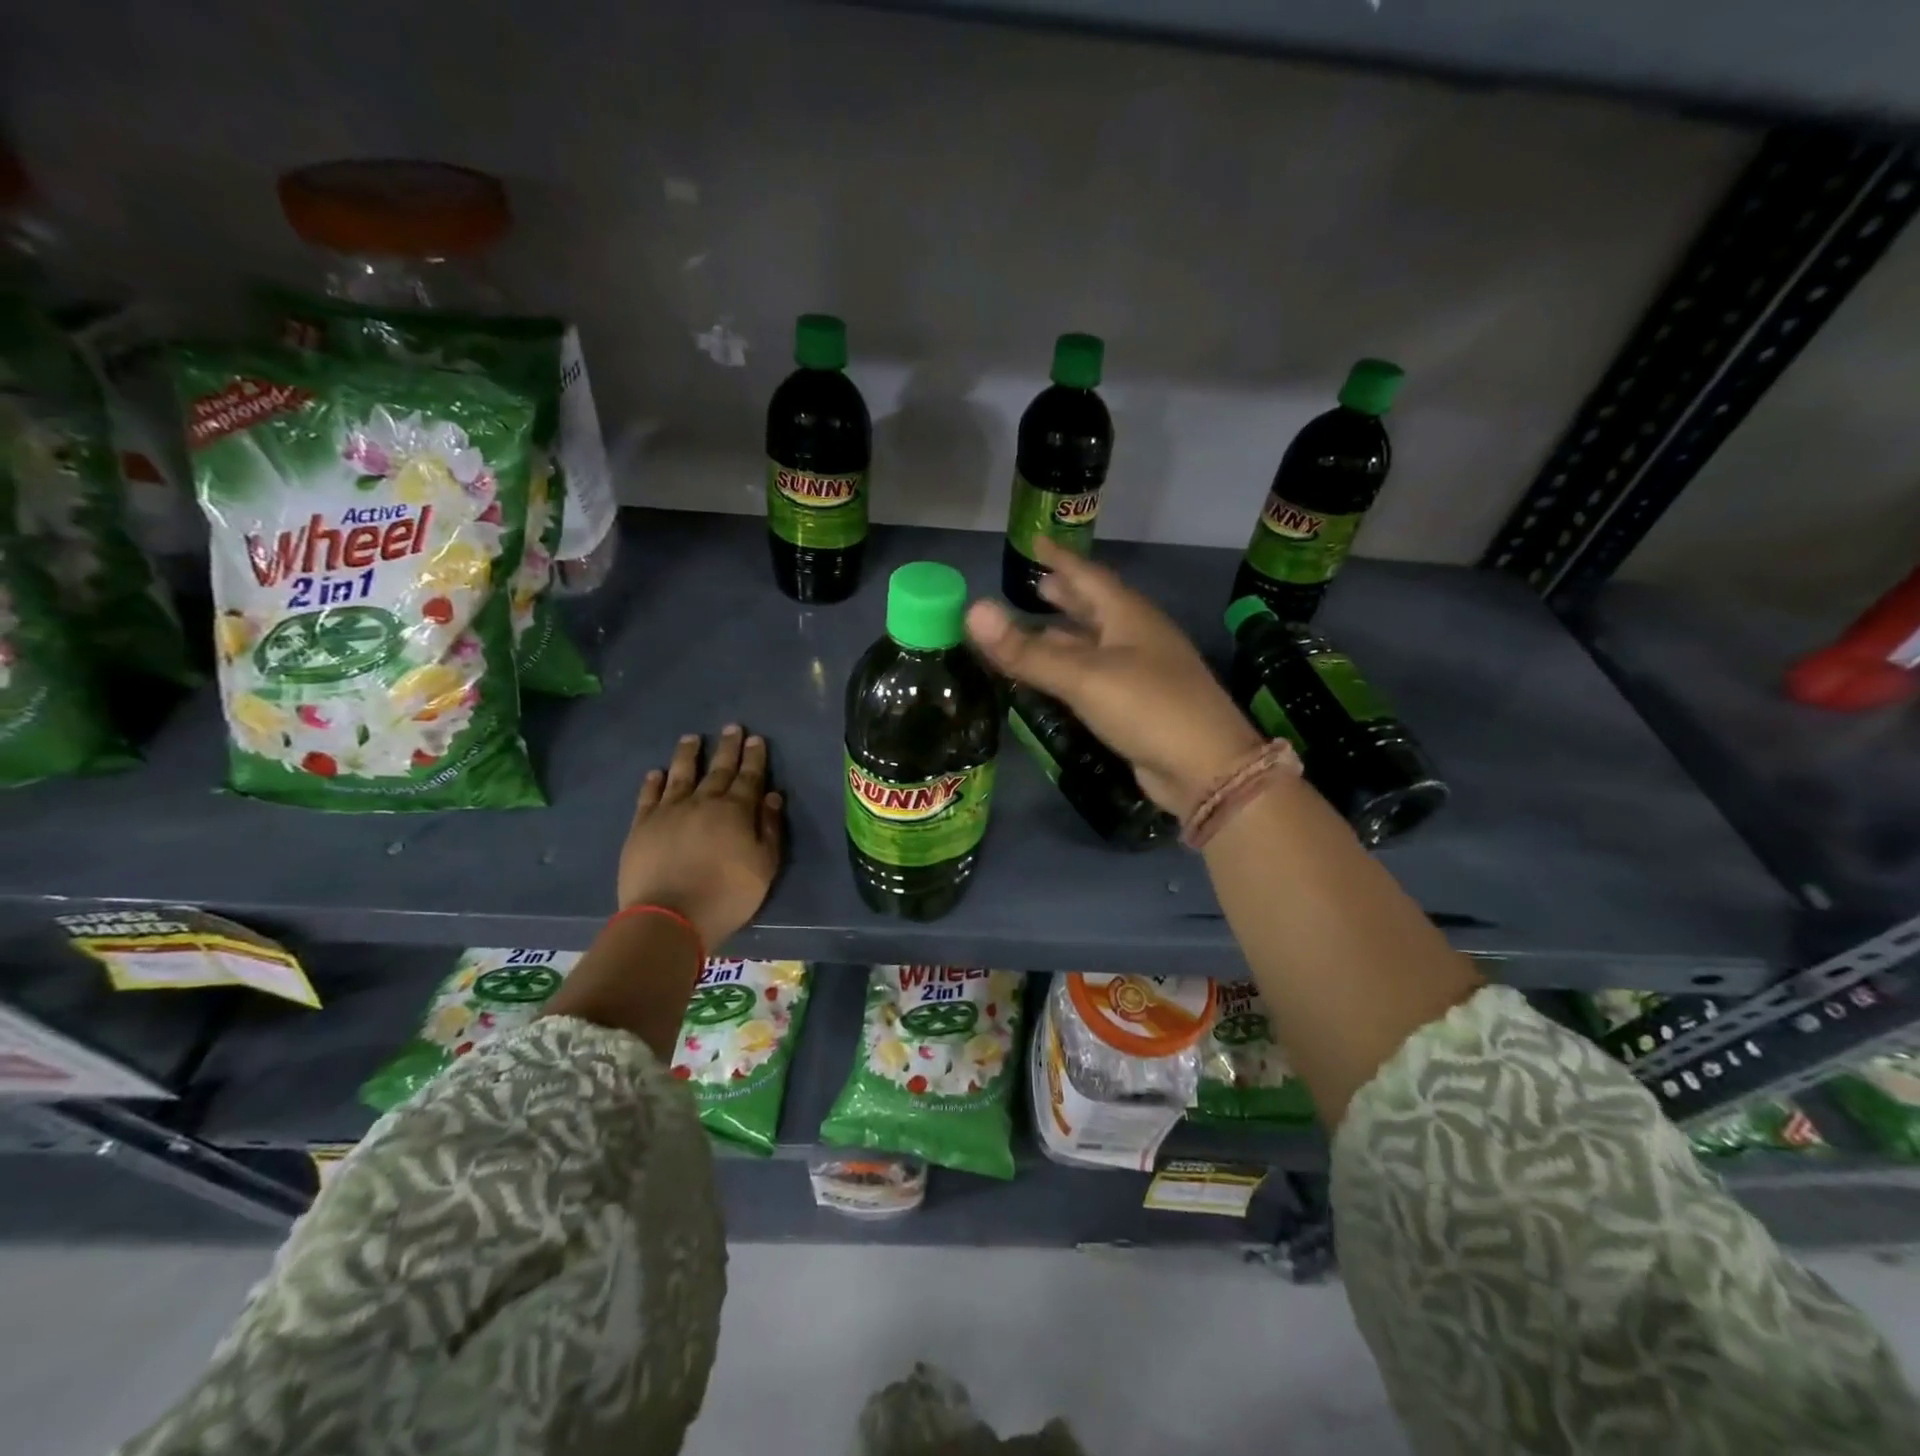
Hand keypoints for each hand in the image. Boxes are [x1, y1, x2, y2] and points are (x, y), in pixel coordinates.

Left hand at [617, 725, 782, 950]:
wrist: (669, 916)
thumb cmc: (727, 894)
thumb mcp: (764, 866)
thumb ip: (769, 829)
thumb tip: (773, 796)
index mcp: (736, 811)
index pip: (749, 777)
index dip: (754, 758)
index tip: (756, 739)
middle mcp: (703, 802)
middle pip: (718, 769)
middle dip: (728, 748)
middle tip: (732, 727)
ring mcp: (669, 811)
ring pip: (681, 774)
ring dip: (688, 754)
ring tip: (692, 738)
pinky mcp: (642, 826)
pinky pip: (649, 796)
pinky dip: (654, 782)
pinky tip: (657, 772)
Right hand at [966, 537, 1261, 817]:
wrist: (1205, 768)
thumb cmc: (1147, 707)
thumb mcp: (1083, 676)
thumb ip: (1027, 650)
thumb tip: (973, 611)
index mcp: (1129, 616)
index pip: (1088, 576)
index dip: (1061, 559)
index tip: (1036, 542)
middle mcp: (1137, 637)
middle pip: (1096, 607)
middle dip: (1067, 595)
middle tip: (1036, 586)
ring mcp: (1141, 672)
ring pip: (1096, 643)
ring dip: (1068, 634)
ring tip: (1037, 627)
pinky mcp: (1138, 706)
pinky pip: (1096, 676)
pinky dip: (1072, 670)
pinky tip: (1056, 678)